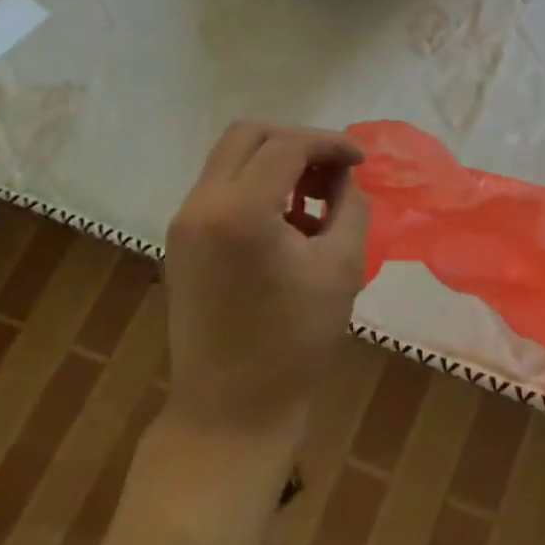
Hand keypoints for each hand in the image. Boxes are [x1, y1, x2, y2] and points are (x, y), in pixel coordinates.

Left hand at [162, 122, 369, 453]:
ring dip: (278, 162)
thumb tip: (344, 177)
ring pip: (232, 159)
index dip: (331, 143)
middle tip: (336, 169)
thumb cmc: (296, 340)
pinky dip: (259, 186)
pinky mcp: (182, 243)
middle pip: (248, 135)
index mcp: (239, 212)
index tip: (362, 162)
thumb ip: (349, 205)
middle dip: (299, 142)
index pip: (287, 145)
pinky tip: (291, 221)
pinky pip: (223, 188)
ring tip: (317, 198)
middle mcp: (200, 207)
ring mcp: (184, 225)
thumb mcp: (342, 265)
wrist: (232, 409)